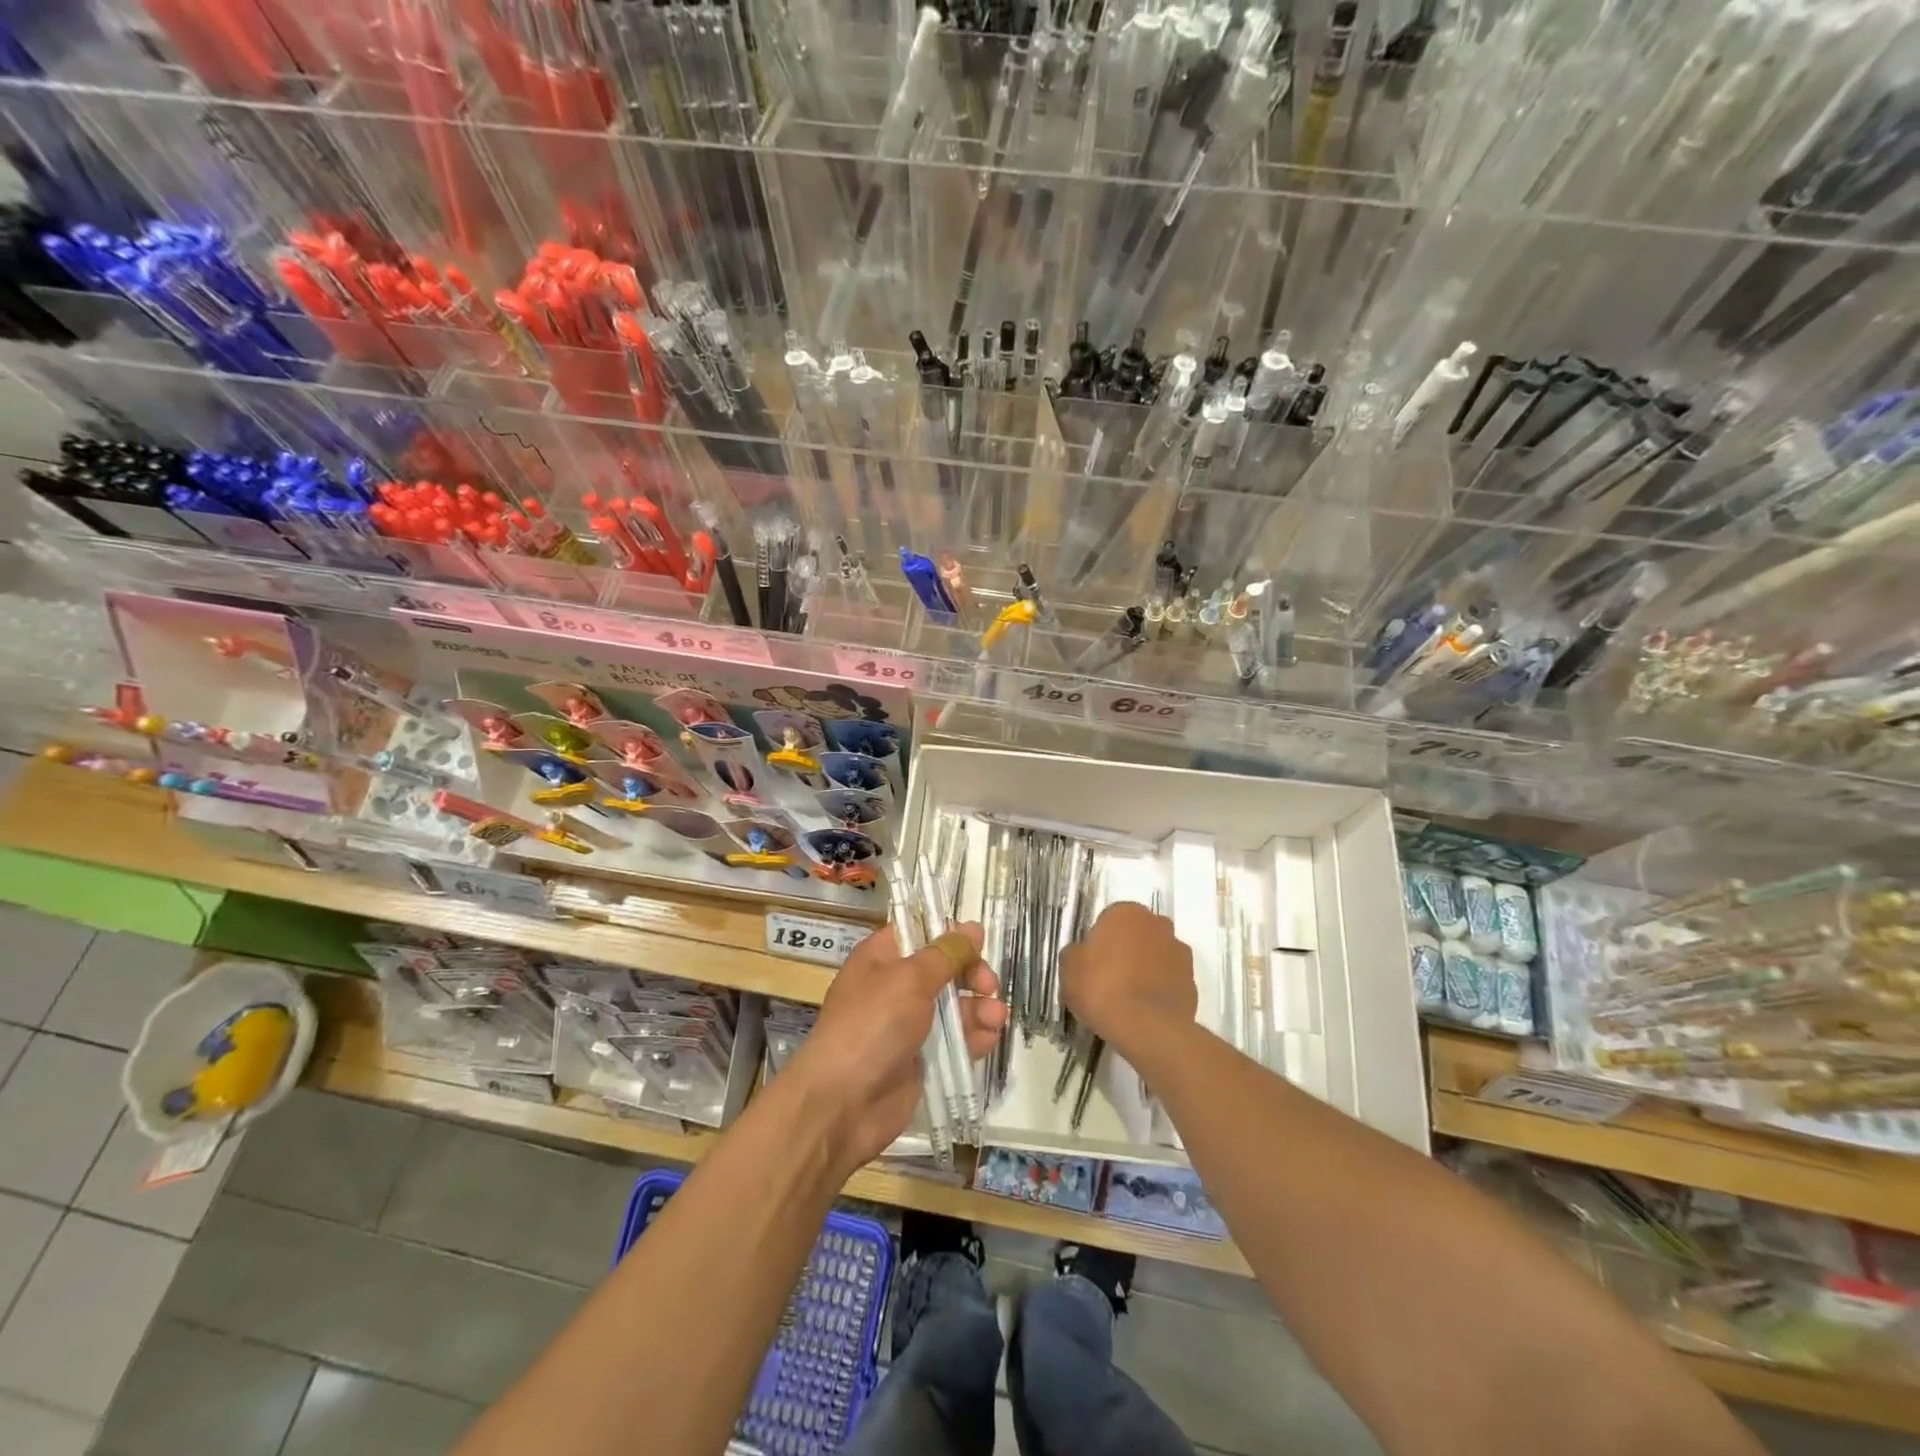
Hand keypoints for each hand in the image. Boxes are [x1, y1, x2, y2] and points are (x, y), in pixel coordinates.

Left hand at [785, 922, 1007, 1172]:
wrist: (843, 1103)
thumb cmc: (872, 1025)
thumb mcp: (909, 979)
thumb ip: (945, 954)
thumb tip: (972, 928)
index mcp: (881, 958)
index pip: (919, 933)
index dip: (948, 934)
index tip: (977, 942)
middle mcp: (894, 987)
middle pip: (943, 969)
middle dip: (971, 973)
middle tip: (988, 985)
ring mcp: (908, 1025)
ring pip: (954, 1006)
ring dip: (979, 1007)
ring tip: (995, 1016)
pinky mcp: (922, 1060)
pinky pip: (955, 1041)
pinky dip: (974, 1036)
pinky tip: (989, 1036)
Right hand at [1060, 901, 1195, 1058]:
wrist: (1146, 1027)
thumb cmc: (1101, 987)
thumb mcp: (1069, 967)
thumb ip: (1076, 953)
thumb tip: (1082, 954)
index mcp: (1126, 912)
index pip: (1110, 919)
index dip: (1100, 942)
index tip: (1092, 963)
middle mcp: (1157, 924)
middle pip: (1137, 934)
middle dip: (1127, 949)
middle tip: (1109, 978)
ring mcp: (1179, 952)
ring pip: (1157, 955)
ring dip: (1146, 968)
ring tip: (1129, 998)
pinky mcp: (1192, 981)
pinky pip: (1170, 980)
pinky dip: (1160, 989)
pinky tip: (1145, 1010)